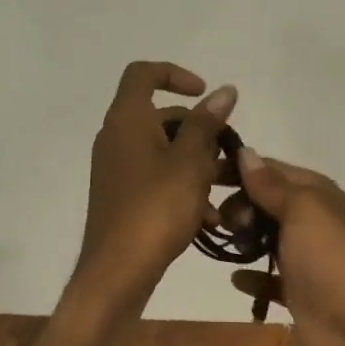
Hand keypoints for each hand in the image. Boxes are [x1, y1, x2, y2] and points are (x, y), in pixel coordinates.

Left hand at [69, 62, 236, 318]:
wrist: (116, 272)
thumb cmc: (156, 208)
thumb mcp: (190, 162)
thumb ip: (207, 123)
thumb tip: (224, 90)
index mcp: (127, 119)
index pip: (143, 73)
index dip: (175, 74)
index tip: (205, 94)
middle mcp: (116, 136)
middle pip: (160, 115)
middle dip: (198, 129)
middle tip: (228, 152)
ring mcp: (116, 166)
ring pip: (162, 149)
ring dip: (195, 162)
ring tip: (226, 188)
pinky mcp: (120, 194)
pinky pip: (155, 175)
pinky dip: (180, 184)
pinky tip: (209, 216)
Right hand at [226, 152, 344, 345]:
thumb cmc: (330, 260)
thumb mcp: (302, 210)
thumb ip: (271, 184)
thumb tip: (246, 153)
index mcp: (319, 195)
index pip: (273, 169)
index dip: (241, 168)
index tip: (205, 173)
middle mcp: (314, 222)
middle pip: (268, 202)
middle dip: (240, 204)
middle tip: (221, 220)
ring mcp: (307, 259)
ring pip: (267, 238)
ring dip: (243, 238)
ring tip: (222, 242)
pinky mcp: (299, 293)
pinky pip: (269, 278)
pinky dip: (252, 276)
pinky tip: (235, 278)